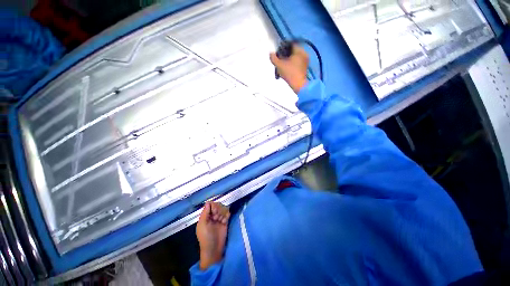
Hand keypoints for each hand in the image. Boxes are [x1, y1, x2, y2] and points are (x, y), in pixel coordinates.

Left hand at [196, 201, 229, 269]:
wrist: (214, 249)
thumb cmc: (206, 237)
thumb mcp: (202, 225)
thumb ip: (205, 213)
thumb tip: (208, 202)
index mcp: (205, 216)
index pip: (210, 204)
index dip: (213, 206)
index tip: (214, 212)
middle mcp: (212, 216)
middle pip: (217, 205)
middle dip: (218, 210)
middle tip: (217, 218)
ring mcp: (219, 218)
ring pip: (223, 208)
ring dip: (223, 213)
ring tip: (221, 221)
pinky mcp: (225, 221)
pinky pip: (228, 213)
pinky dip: (227, 215)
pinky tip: (225, 221)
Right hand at [270, 44, 308, 92]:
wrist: (299, 85)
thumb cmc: (289, 73)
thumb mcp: (279, 65)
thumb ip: (274, 58)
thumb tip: (271, 53)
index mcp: (299, 50)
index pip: (291, 44)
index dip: (283, 46)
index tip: (278, 50)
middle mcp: (304, 54)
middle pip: (293, 51)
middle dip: (286, 54)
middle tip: (280, 58)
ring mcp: (305, 62)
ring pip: (295, 58)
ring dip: (289, 60)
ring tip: (282, 65)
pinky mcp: (305, 69)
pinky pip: (297, 63)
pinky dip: (292, 65)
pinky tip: (287, 69)